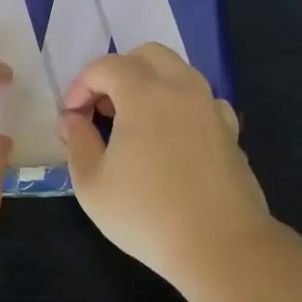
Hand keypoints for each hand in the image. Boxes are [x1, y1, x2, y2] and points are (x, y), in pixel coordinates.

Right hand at [60, 44, 273, 287]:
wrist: (220, 246)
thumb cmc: (147, 214)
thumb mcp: (92, 184)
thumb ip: (77, 142)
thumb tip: (73, 120)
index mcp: (145, 93)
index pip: (106, 66)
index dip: (81, 85)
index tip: (72, 118)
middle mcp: (182, 89)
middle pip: (148, 55)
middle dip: (118, 73)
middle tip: (102, 109)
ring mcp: (211, 108)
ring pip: (178, 72)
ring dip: (150, 85)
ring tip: (133, 124)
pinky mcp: (230, 131)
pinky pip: (201, 101)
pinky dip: (179, 106)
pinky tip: (170, 139)